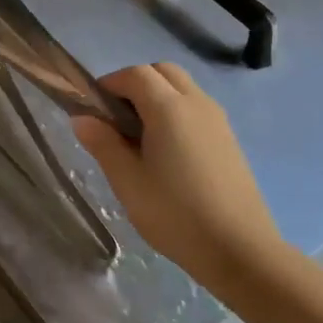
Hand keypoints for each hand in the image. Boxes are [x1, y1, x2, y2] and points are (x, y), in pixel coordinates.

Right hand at [71, 64, 285, 286]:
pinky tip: (166, 153)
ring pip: (182, 87)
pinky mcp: (228, 139)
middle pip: (162, 72)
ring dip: (157, 97)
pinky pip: (196, 108)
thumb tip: (82, 118)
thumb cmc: (175, 214)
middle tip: (116, 119)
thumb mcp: (127, 181)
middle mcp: (197, 103)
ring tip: (139, 138)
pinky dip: (175, 112)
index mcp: (169, 108)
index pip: (135, 74)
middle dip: (134, 84)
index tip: (93, 110)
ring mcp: (218, 120)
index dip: (109, 84)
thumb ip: (103, 143)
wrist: (240, 250)